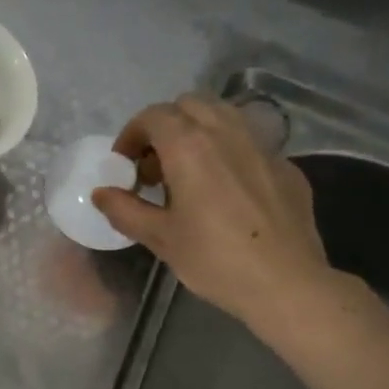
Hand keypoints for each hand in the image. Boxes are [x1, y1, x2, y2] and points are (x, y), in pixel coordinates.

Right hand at [93, 95, 337, 330]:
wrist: (287, 283)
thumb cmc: (215, 259)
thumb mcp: (161, 238)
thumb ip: (125, 210)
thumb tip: (101, 193)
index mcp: (190, 145)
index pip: (153, 116)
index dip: (132, 135)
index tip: (124, 165)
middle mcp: (227, 132)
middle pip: (189, 105)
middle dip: (165, 127)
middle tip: (156, 167)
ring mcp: (262, 145)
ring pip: (224, 116)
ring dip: (199, 132)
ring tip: (191, 173)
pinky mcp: (286, 165)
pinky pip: (250, 143)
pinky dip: (229, 152)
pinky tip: (229, 191)